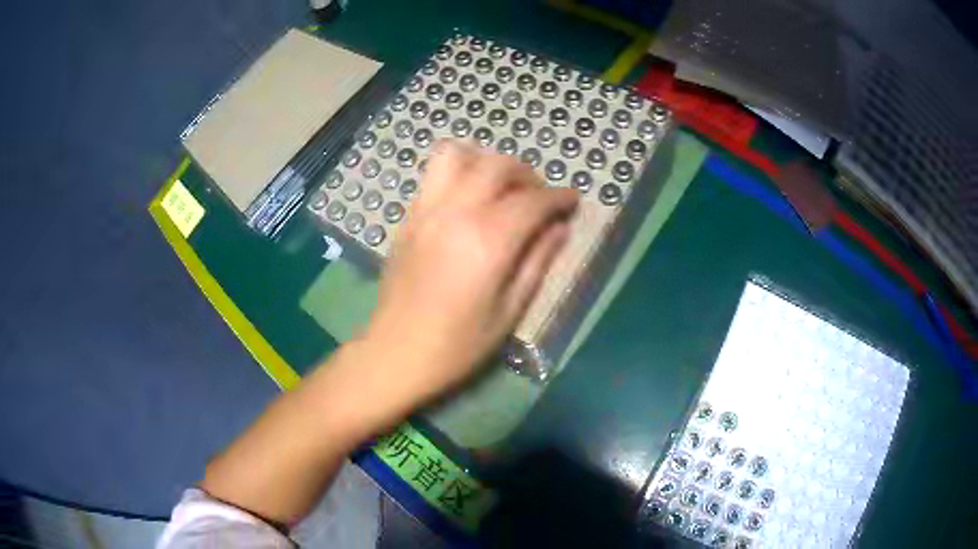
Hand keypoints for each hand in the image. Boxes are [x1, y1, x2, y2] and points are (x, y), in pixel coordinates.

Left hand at [363, 140, 578, 405]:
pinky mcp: (408, 217)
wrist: (396, 352)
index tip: (573, 200)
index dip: (559, 197)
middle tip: (538, 197)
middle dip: (527, 173)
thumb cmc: (458, 344)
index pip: (532, 200)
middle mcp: (455, 213)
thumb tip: (560, 227)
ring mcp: (426, 210)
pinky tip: (469, 200)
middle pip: (497, 165)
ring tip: (499, 187)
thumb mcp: (510, 311)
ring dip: (485, 162)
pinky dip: (458, 172)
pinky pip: (433, 174)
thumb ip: (538, 261)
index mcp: (487, 241)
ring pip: (456, 154)